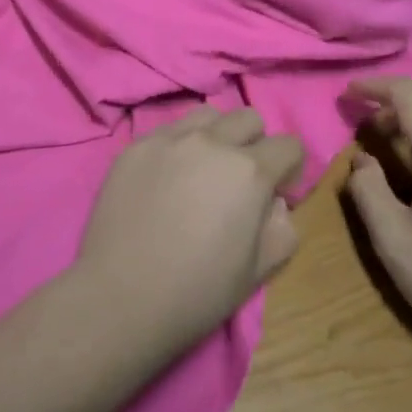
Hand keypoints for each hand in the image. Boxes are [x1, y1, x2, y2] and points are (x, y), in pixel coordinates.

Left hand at [74, 107, 305, 358]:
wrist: (122, 296)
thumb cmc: (198, 291)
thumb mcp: (260, 271)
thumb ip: (282, 227)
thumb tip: (274, 203)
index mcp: (249, 171)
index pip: (289, 145)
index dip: (290, 170)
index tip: (277, 195)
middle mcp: (211, 142)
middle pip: (249, 118)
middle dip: (256, 144)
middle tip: (240, 181)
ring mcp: (168, 140)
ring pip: (207, 115)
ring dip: (216, 135)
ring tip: (203, 169)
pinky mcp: (135, 147)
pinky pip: (167, 131)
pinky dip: (178, 146)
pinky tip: (166, 179)